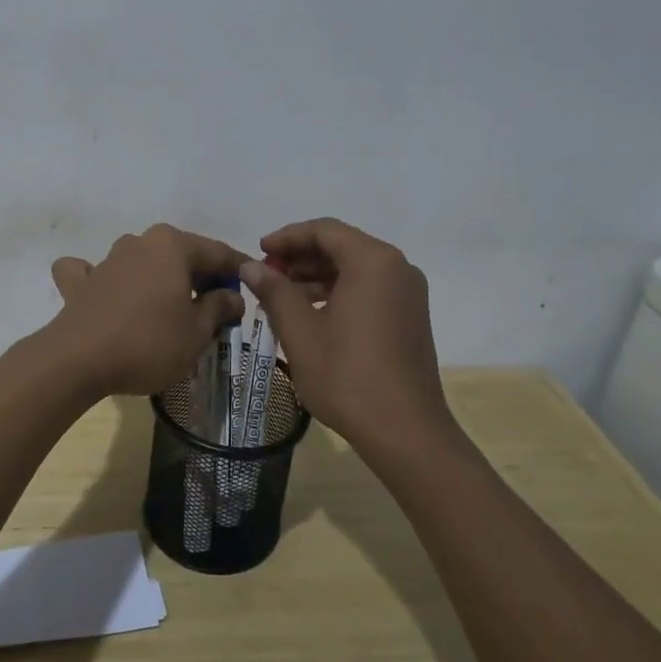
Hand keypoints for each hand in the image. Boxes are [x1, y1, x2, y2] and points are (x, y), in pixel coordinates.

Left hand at [47, 225, 248, 396]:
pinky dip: (103, 280)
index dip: (239, 269)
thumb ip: (219, 307)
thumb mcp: (197, 331)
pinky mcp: (79, 283)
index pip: (217, 252)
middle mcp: (139, 242)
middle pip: (180, 255)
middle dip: (200, 276)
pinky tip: (106, 294)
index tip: (254, 285)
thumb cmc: (149, 342)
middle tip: (217, 305)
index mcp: (172, 245)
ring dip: (158, 279)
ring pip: (141, 262)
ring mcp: (106, 260)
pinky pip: (94, 274)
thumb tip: (232, 295)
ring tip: (170, 308)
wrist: (78, 360)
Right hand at [240, 218, 447, 444]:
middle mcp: (397, 268)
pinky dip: (338, 293)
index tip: (258, 251)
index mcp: (373, 261)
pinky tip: (310, 314)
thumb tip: (250, 265)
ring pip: (355, 269)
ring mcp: (408, 294)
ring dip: (317, 276)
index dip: (287, 237)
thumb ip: (274, 291)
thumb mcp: (300, 331)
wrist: (405, 431)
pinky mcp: (410, 318)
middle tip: (266, 274)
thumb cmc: (347, 375)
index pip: (324, 230)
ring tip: (281, 296)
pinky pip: (369, 289)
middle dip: (301, 257)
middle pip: (342, 246)